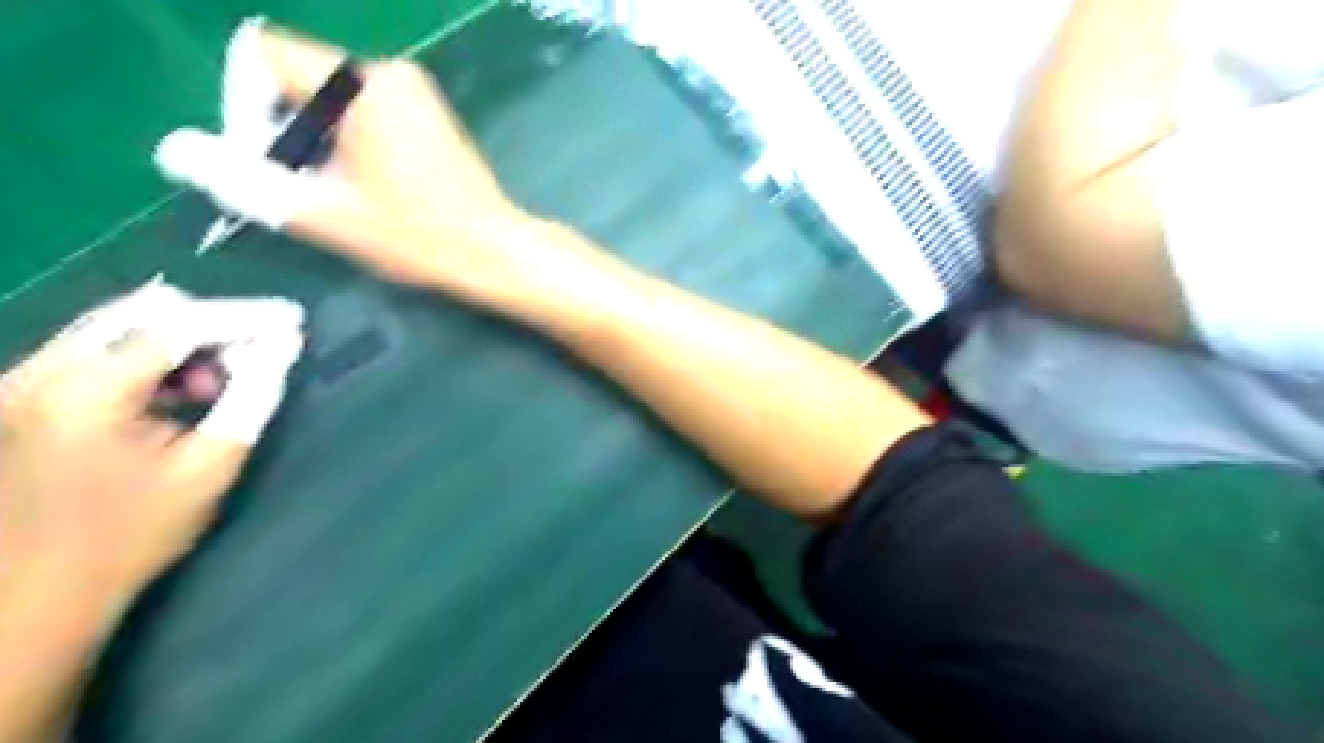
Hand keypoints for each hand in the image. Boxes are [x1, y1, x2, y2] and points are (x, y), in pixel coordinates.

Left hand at [0, 283, 302, 628]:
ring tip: (216, 385)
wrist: (31, 597)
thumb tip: (284, 346)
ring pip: (117, 328)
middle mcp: (38, 372)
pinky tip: (176, 395)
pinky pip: (96, 351)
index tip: (292, 318)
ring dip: (179, 344)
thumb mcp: (209, 467)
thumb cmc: (130, 536)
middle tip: (258, 353)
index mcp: (83, 391)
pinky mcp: (20, 398)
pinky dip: (148, 361)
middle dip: (210, 326)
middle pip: (140, 314)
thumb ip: (251, 398)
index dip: (242, 317)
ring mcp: (20, 383)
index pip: (177, 326)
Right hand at [152, 23, 597, 312]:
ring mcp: (415, 94)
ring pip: (331, 100)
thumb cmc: (419, 235)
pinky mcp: (429, 117)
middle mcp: (389, 74)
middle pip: (299, 79)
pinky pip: (365, 113)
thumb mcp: (327, 213)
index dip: (245, 103)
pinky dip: (349, 144)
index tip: (268, 161)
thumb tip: (176, 150)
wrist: (495, 252)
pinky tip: (366, 189)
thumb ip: (248, 180)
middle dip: (284, 130)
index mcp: (362, 83)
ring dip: (317, 143)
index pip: (265, 55)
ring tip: (336, 194)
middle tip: (300, 187)